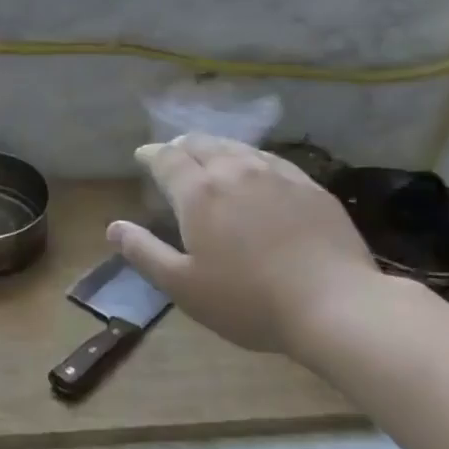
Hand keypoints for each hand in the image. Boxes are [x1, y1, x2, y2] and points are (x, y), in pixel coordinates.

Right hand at [108, 134, 385, 355]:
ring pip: (237, 148)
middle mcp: (234, 171)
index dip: (151, 155)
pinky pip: (270, 159)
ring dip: (215, 147)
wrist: (335, 304)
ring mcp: (276, 175)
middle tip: (173, 154)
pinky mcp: (309, 185)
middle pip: (202, 144)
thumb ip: (144, 253)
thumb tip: (113, 227)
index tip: (142, 156)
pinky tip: (254, 169)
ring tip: (209, 155)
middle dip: (181, 146)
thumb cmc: (249, 301)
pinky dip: (250, 158)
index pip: (167, 159)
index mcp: (199, 193)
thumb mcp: (184, 286)